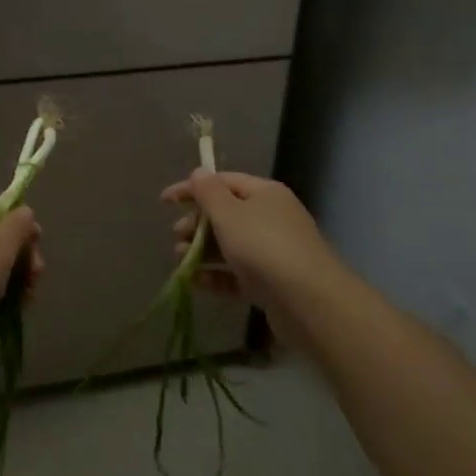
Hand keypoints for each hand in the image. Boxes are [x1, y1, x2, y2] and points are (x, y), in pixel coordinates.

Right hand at [162, 170, 337, 323]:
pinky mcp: (272, 283)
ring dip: (202, 250)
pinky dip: (216, 276)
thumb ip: (209, 192)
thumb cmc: (264, 247)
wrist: (310, 303)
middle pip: (226, 213)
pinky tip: (195, 282)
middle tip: (176, 235)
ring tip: (180, 260)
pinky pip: (238, 274)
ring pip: (230, 245)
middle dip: (197, 223)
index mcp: (264, 193)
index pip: (223, 181)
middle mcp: (271, 217)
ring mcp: (274, 252)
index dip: (192, 188)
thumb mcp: (229, 213)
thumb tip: (199, 172)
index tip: (165, 201)